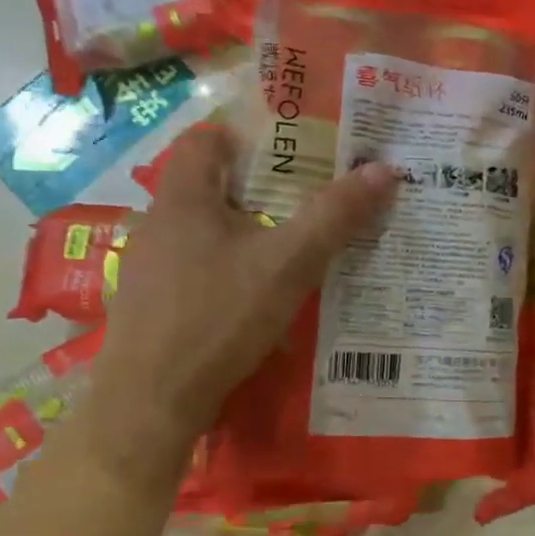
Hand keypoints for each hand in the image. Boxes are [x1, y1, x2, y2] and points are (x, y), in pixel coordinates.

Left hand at [86, 127, 396, 478]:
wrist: (151, 401)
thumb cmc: (218, 316)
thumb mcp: (290, 263)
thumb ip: (336, 216)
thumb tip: (385, 169)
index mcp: (184, 198)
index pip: (207, 138)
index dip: (249, 134)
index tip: (295, 148)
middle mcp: (159, 223)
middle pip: (211, 185)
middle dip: (260, 186)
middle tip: (310, 197)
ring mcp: (149, 266)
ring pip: (205, 229)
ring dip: (246, 230)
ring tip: (292, 245)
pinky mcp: (152, 303)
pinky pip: (197, 267)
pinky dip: (230, 267)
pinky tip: (257, 295)